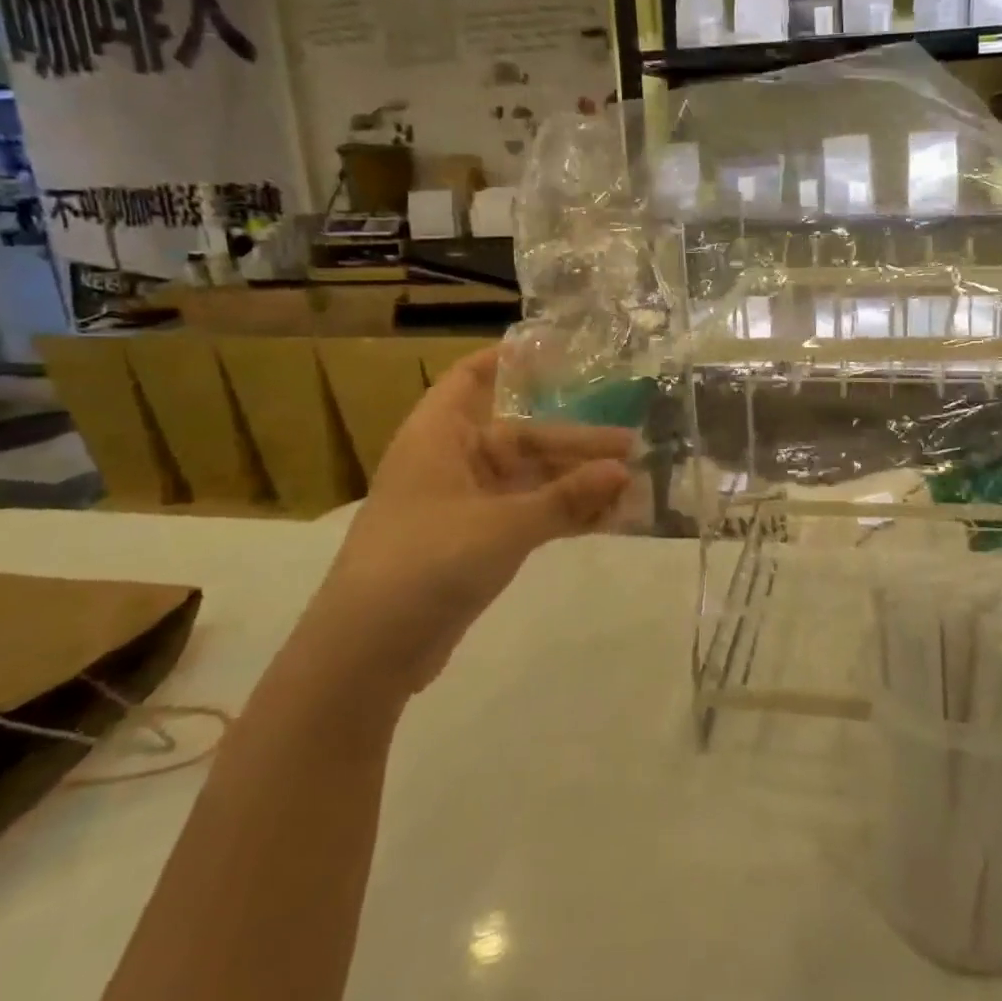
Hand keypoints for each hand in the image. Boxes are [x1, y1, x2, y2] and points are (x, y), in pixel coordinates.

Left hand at [296, 346, 632, 701]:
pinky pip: (530, 514)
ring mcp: (467, 504)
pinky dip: (564, 514)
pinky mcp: (478, 542)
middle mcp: (454, 461)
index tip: (560, 349)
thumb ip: (566, 497)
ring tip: (631, 483)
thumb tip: (624, 470)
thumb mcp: (504, 525)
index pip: (471, 378)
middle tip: (631, 445)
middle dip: (576, 443)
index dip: (510, 360)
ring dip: (577, 482)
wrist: (369, 651)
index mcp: (441, 436)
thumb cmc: (427, 562)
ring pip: (532, 480)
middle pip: (524, 437)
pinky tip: (609, 518)